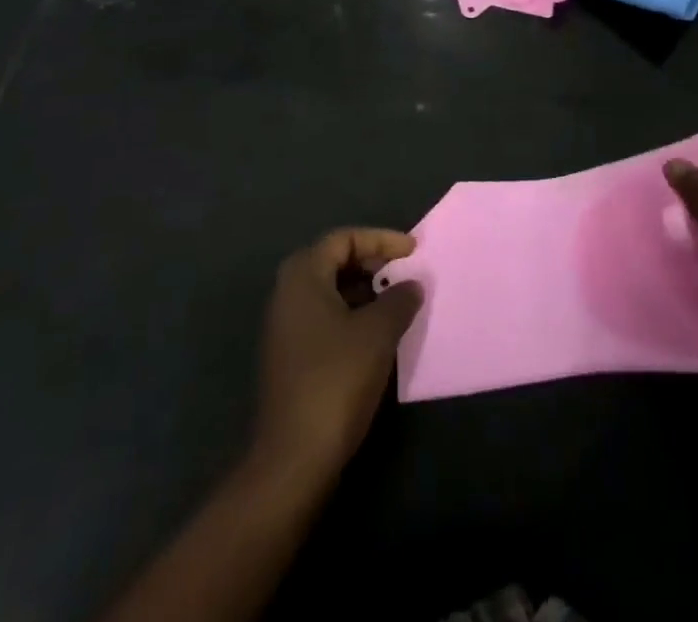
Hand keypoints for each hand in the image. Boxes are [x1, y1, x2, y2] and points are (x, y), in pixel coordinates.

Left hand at [252, 229, 423, 481]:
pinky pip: (325, 317)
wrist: (294, 459)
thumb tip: (411, 284)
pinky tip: (376, 334)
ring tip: (397, 302)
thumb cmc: (336, 379)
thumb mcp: (378, 332)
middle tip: (403, 272)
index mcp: (303, 276)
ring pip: (330, 291)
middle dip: (372, 262)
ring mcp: (285, 327)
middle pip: (334, 261)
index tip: (413, 251)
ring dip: (364, 290)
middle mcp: (287, 294)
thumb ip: (399, 299)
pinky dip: (352, 314)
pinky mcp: (290, 357)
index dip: (381, 239)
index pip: (344, 239)